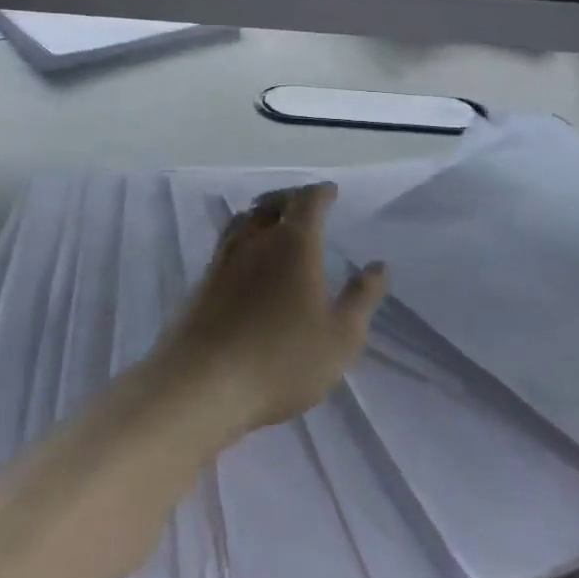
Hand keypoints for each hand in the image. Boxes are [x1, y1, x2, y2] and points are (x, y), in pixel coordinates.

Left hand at [155, 182, 387, 439]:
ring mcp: (222, 261)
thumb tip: (378, 266)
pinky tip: (247, 263)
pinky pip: (226, 246)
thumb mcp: (340, 337)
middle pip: (270, 203)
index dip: (321, 193)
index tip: (330, 192)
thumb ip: (362, 298)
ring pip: (243, 221)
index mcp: (293, 244)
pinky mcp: (200, 285)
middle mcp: (255, 241)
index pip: (307, 201)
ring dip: (261, 215)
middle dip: (290, 198)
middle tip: (303, 204)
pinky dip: (243, 241)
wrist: (200, 385)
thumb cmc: (281, 359)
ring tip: (273, 225)